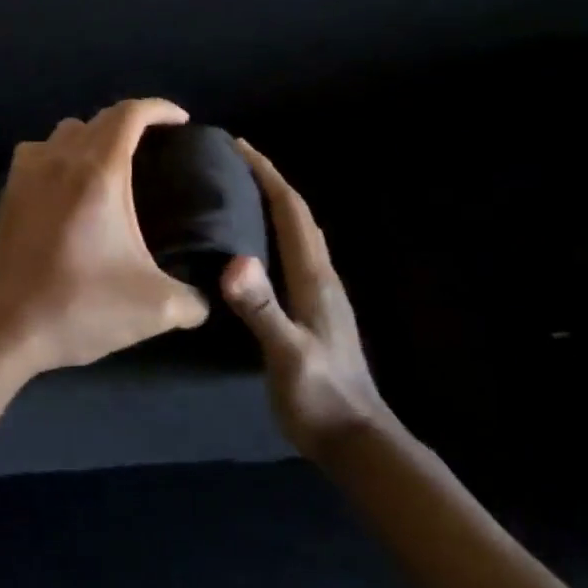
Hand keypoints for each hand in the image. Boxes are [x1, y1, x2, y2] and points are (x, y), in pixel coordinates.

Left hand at [0, 99, 209, 375]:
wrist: (7, 325)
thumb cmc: (80, 307)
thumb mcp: (155, 308)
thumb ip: (193, 298)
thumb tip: (206, 297)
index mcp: (98, 173)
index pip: (129, 114)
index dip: (159, 108)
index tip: (182, 121)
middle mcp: (60, 160)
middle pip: (99, 118)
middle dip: (132, 121)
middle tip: (158, 145)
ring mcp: (28, 172)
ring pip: (65, 131)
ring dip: (94, 135)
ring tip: (115, 162)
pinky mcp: (9, 190)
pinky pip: (38, 151)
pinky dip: (60, 152)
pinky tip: (69, 181)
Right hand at [221, 140, 390, 461]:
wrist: (355, 440)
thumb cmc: (319, 396)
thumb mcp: (287, 353)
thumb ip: (262, 309)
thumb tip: (235, 261)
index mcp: (314, 276)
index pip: (291, 211)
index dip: (267, 174)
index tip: (239, 146)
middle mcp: (320, 275)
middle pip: (297, 214)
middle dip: (269, 180)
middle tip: (232, 160)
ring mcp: (320, 292)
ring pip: (296, 232)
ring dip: (272, 203)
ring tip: (238, 189)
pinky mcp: (313, 308)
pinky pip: (291, 253)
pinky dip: (273, 231)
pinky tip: (252, 242)